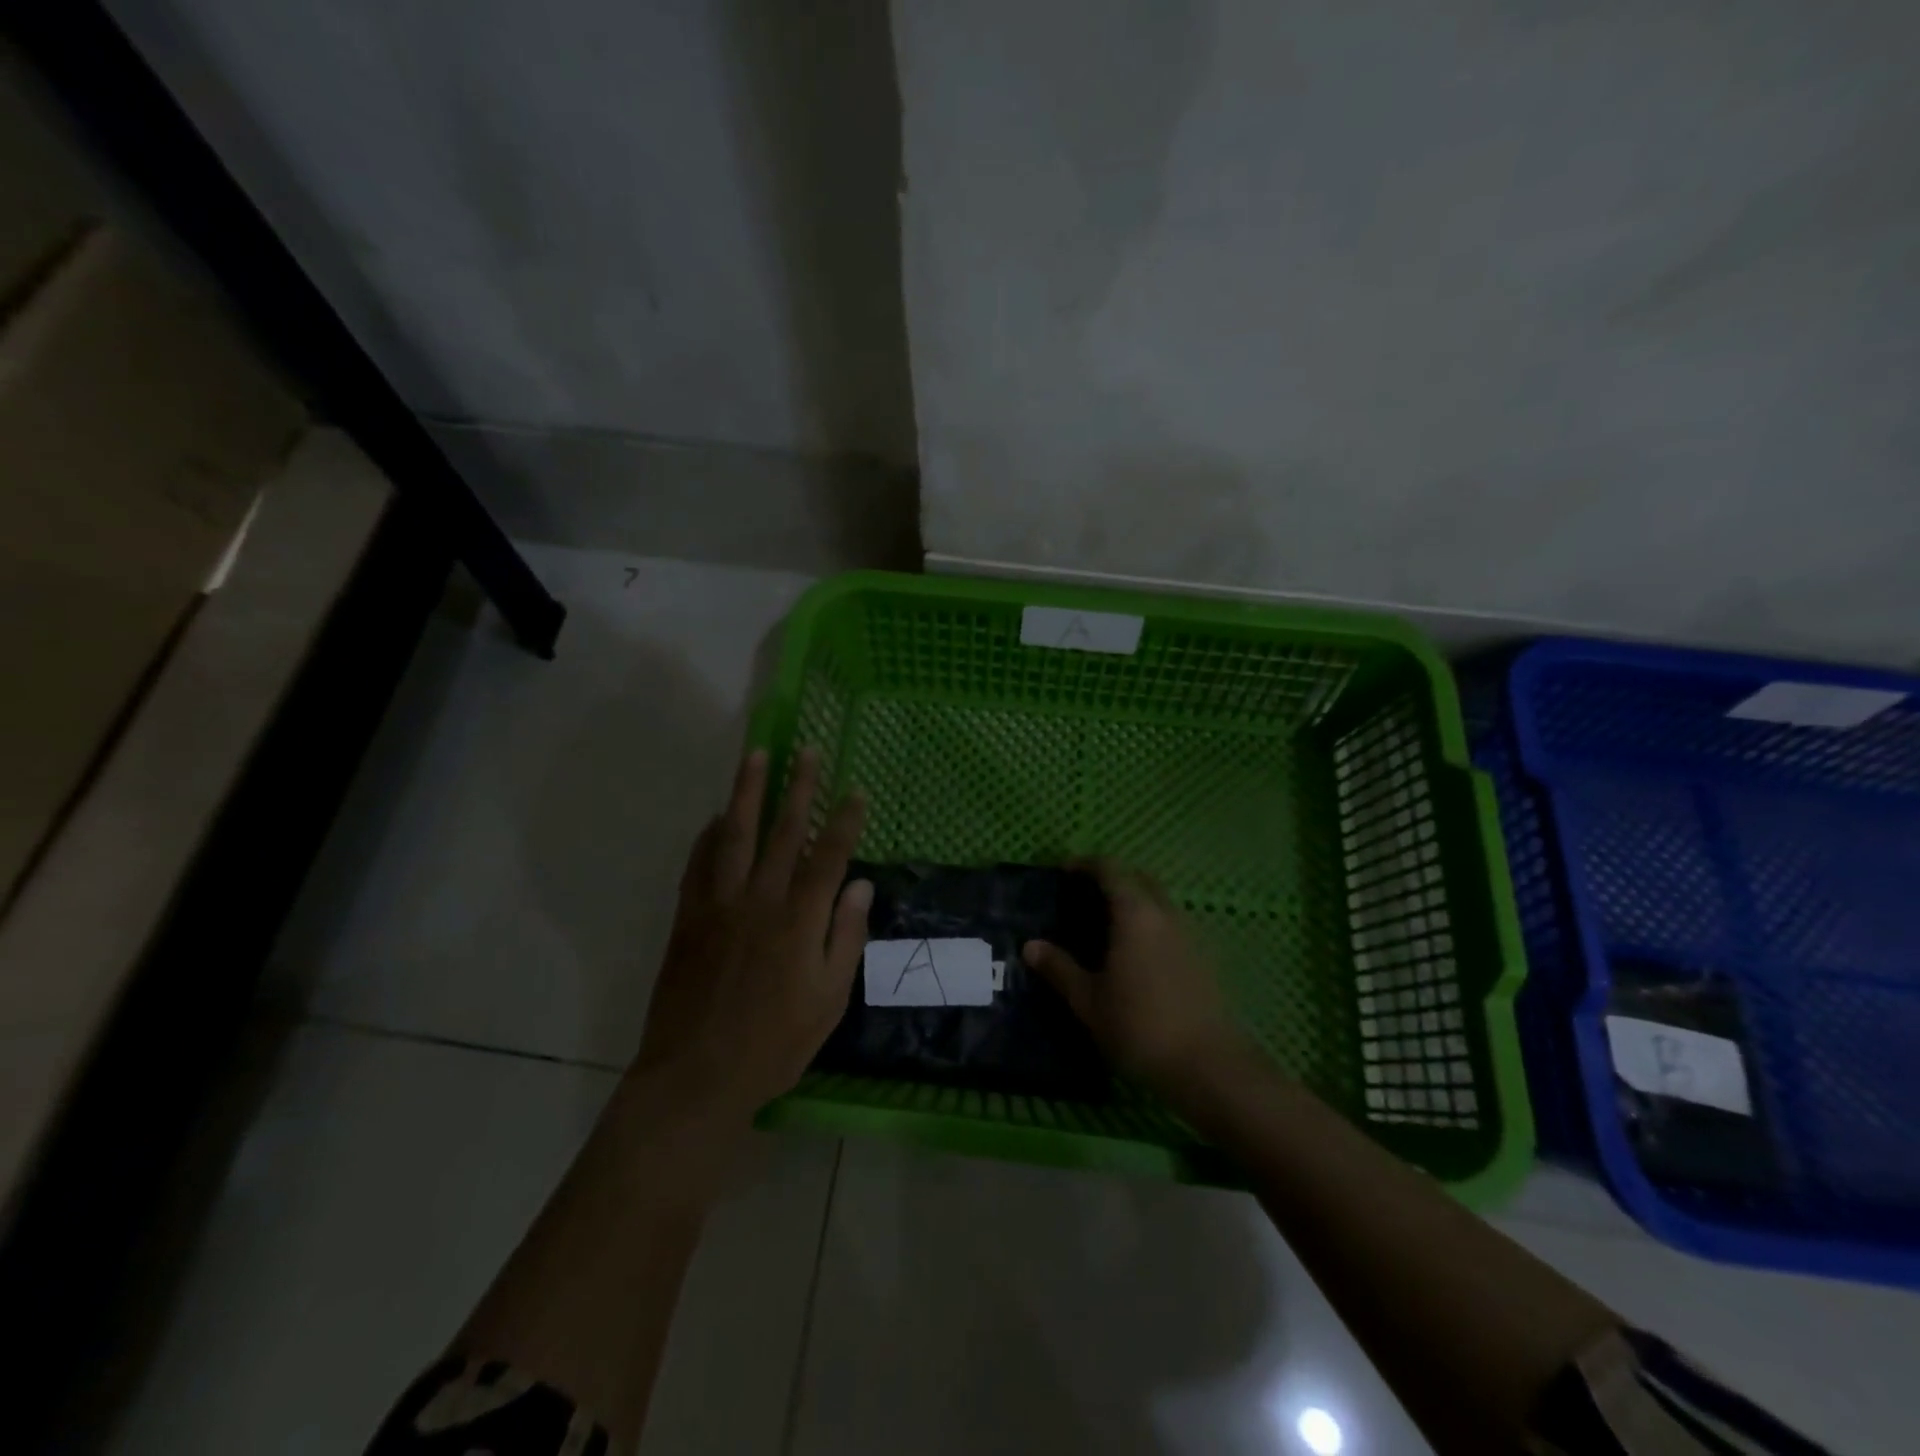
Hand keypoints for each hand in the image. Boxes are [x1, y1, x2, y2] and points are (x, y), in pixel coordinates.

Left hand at [635, 745, 870, 1120]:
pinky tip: (716, 816)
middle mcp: (758, 900)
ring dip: (746, 792)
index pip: (827, 856)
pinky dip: (708, 834)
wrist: (696, 1077)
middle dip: (797, 787)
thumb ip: (845, 936)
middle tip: (807, 751)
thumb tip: (860, 885)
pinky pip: (698, 863)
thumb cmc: (774, 1044)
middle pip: (781, 831)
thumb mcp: (828, 999)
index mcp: (798, 920)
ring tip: (755, 756)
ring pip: (734, 834)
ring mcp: (718, 904)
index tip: (856, 790)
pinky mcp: (688, 917)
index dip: (845, 820)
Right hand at [1023, 860, 1246, 1096]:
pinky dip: (1151, 923)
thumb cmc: (1140, 1026)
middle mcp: (1166, 914)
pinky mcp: (1204, 958)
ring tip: (1107, 926)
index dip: (1086, 864)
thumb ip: (1059, 968)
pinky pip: (1172, 924)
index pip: (1111, 869)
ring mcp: (1190, 934)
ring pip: (1160, 901)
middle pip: (1140, 878)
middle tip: (1085, 896)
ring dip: (1135, 900)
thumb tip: (1031, 946)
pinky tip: (1136, 954)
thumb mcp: (1089, 1001)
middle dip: (1113, 878)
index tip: (1064, 872)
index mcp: (1136, 913)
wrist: (1209, 1066)